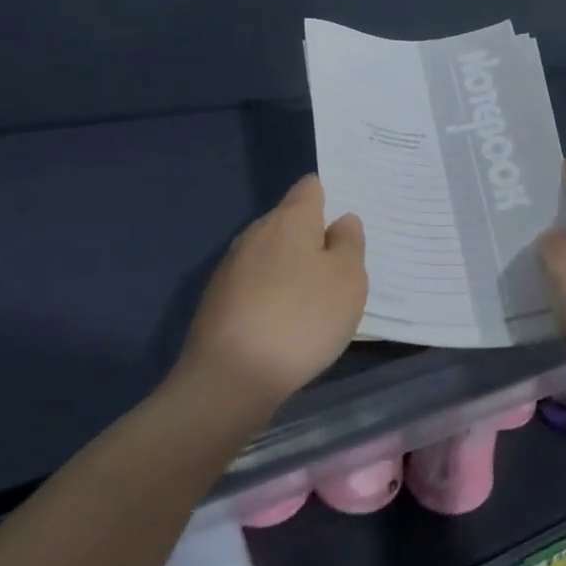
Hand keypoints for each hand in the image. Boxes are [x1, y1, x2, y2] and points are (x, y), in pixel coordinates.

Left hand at [179, 175, 367, 410]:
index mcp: (290, 218)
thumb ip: (349, 243)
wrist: (229, 378)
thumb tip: (341, 221)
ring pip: (270, 254)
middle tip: (339, 266)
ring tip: (314, 298)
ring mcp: (231, 266)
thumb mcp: (348, 280)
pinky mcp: (216, 300)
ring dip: (291, 268)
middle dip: (312, 237)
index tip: (346, 222)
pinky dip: (271, 294)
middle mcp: (256, 232)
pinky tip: (284, 323)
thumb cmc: (302, 319)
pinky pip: (254, 284)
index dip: (330, 197)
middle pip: (289, 221)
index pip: (310, 187)